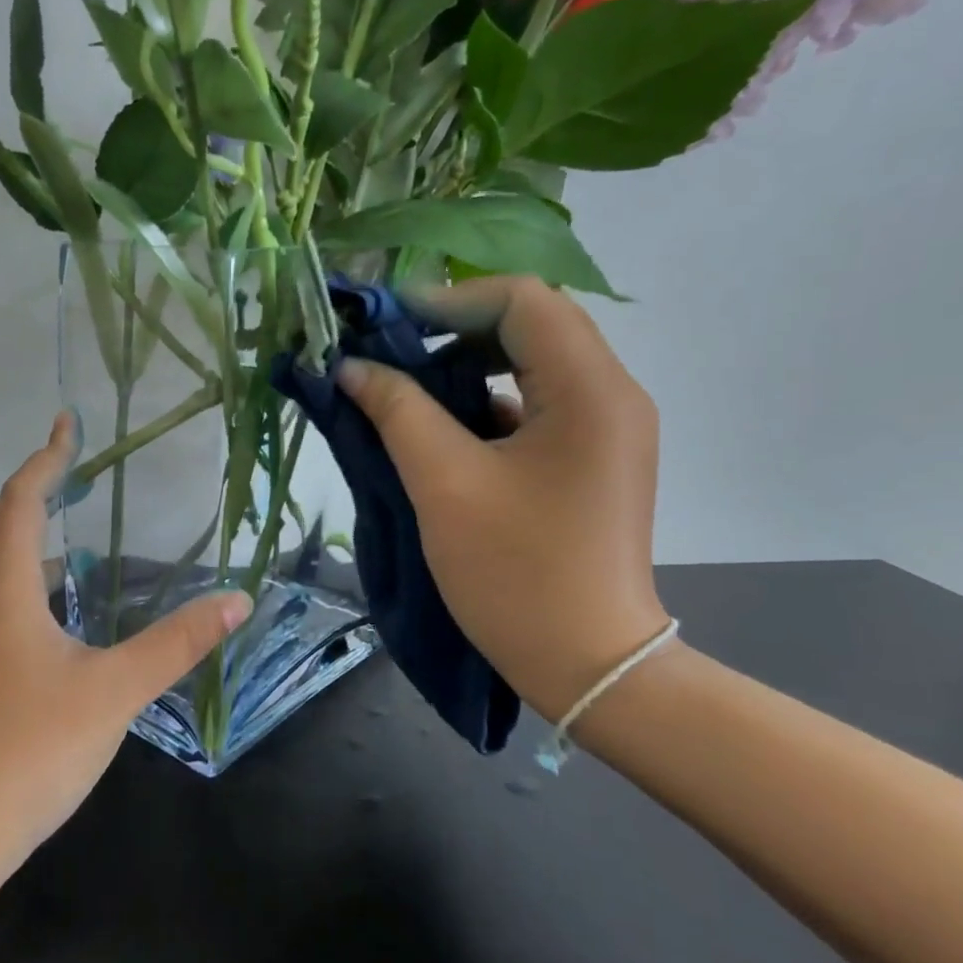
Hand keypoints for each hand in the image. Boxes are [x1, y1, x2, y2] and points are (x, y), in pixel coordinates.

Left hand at [0, 413, 251, 878]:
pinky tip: (54, 605)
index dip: (45, 460)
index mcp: (3, 593)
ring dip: (24, 532)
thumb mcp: (115, 692)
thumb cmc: (32, 751)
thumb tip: (236, 599)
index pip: (19, 503)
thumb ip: (176, 642)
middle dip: (35, 487)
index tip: (67, 425)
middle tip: (75, 466)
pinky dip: (20, 574)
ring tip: (69, 524)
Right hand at [335, 276, 668, 717]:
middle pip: (530, 325)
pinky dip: (485, 402)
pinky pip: (536, 404)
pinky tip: (439, 428)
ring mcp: (606, 428)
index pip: (521, 300)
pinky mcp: (591, 458)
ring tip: (406, 388)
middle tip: (389, 354)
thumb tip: (351, 367)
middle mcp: (611, 394)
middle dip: (453, 330)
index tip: (384, 326)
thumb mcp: (444, 484)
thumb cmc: (516, 573)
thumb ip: (397, 412)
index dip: (447, 301)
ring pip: (532, 364)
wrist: (588, 663)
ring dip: (467, 366)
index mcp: (589, 389)